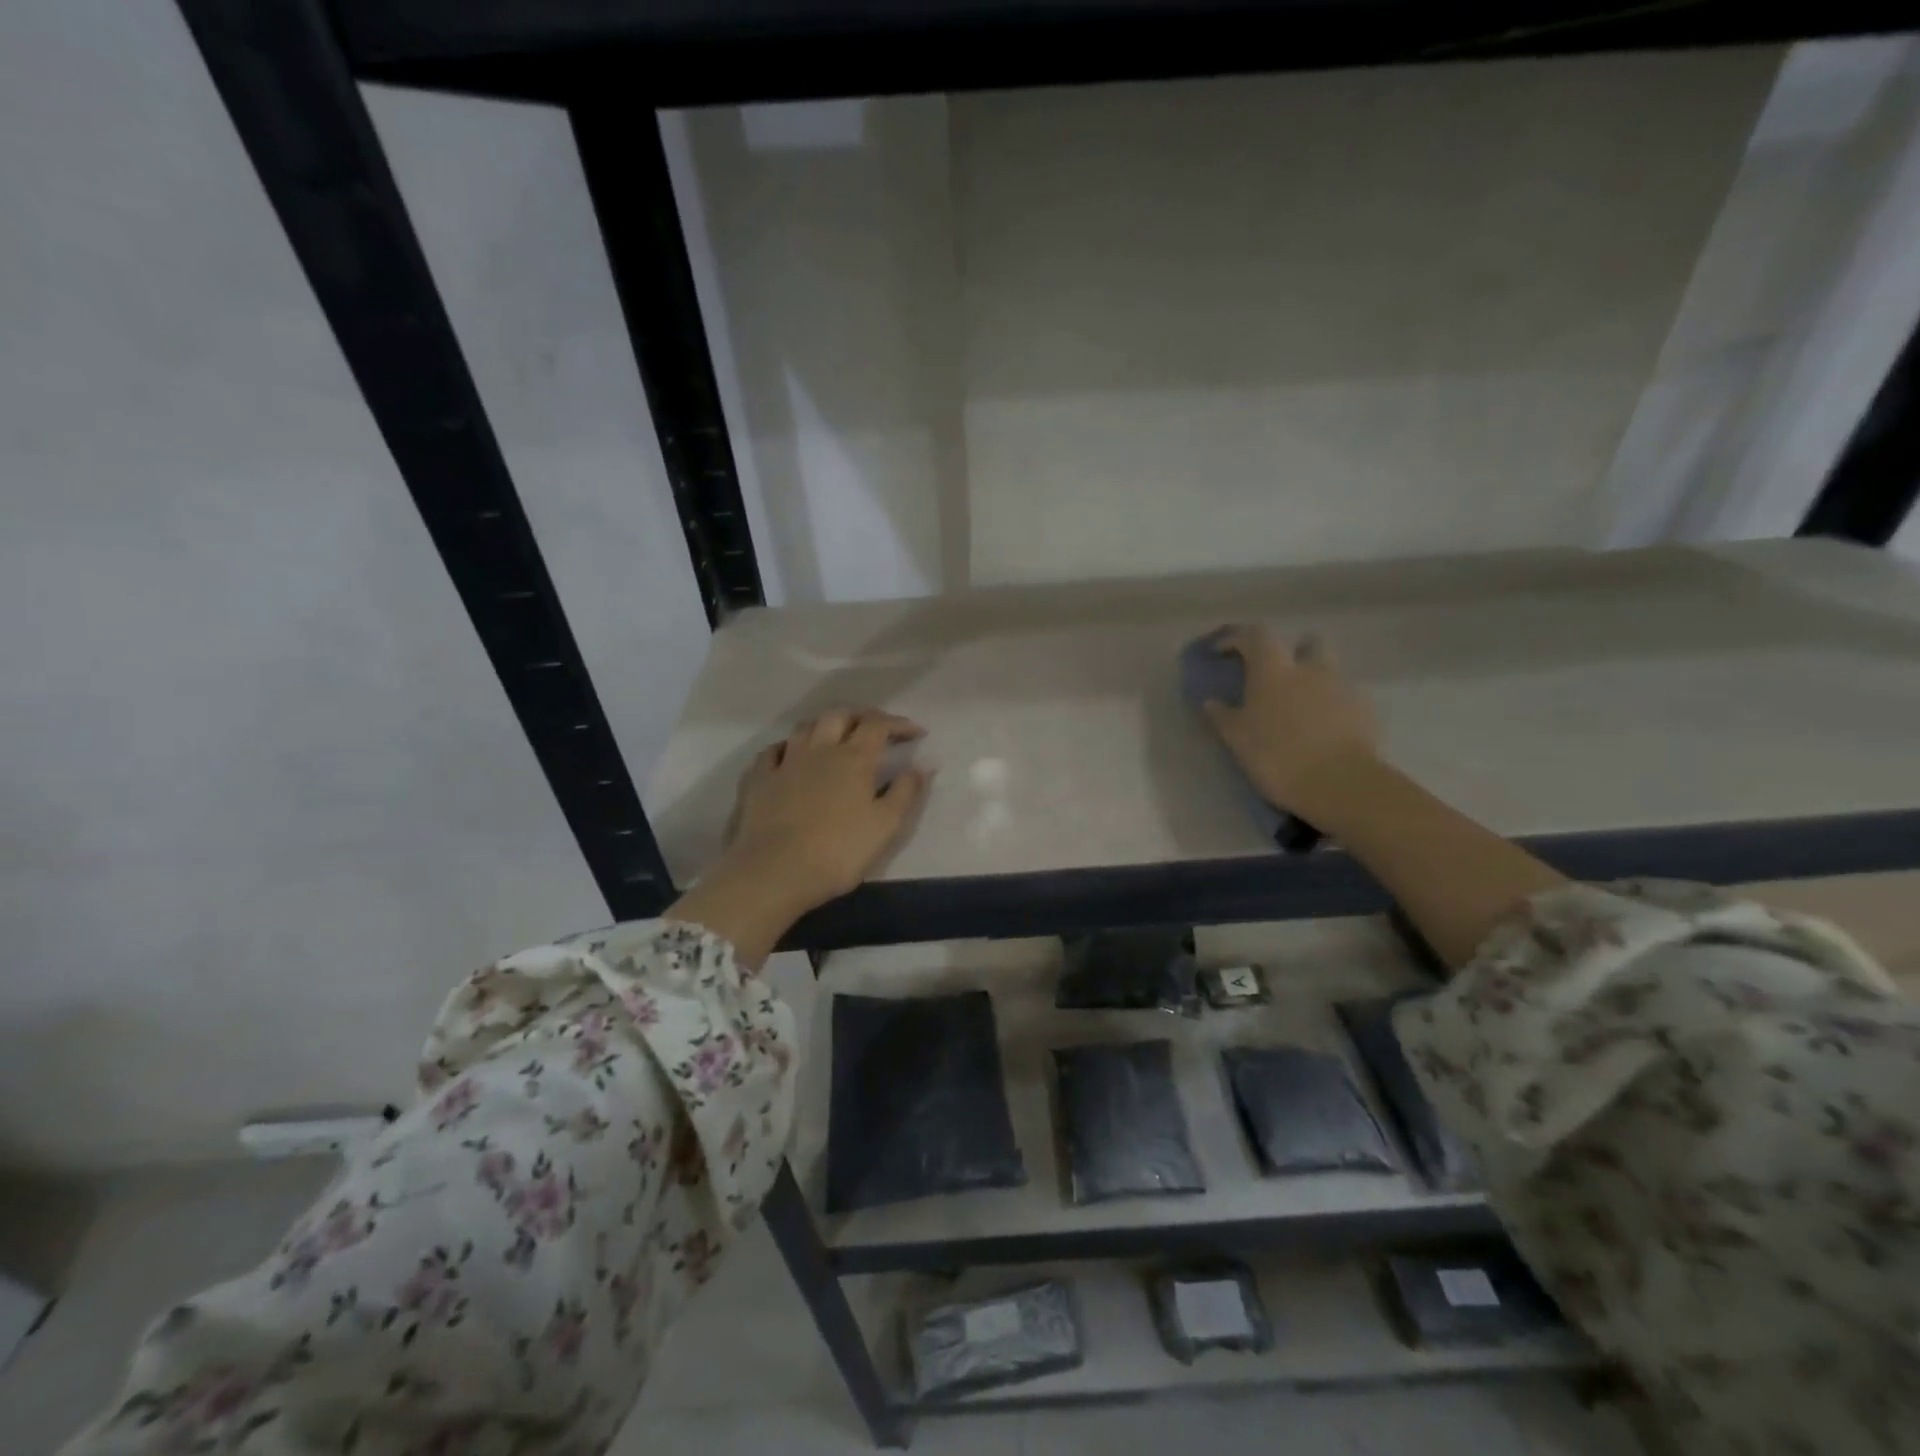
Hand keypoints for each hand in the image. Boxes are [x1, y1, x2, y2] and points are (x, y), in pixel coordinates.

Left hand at [723, 707, 931, 911]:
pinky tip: (791, 755)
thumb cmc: (839, 851)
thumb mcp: (885, 825)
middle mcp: (820, 749)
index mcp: (854, 758)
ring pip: (806, 727)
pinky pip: (772, 751)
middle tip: (877, 727)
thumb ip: (906, 791)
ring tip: (836, 735)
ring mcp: (786, 762)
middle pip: (841, 716)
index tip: (916, 732)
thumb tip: (924, 764)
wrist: (775, 871)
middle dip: (862, 715)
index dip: (898, 724)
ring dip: (826, 725)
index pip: (879, 726)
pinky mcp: (759, 780)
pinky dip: (787, 746)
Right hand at [1200, 625, 1379, 815]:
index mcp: (1273, 670)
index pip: (1255, 636)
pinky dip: (1333, 704)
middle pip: (1304, 642)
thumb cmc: (1277, 756)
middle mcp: (1310, 669)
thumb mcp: (1237, 739)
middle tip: (1276, 674)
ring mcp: (1342, 687)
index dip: (1236, 638)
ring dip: (1315, 677)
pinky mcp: (1365, 710)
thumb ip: (1223, 716)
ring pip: (1328, 668)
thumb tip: (1211, 701)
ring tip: (1302, 702)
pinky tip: (1324, 727)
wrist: (1340, 784)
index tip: (1221, 651)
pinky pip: (1345, 696)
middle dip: (1291, 652)